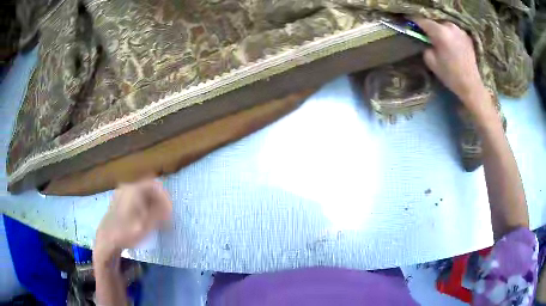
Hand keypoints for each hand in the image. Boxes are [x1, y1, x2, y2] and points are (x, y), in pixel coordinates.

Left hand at [94, 179, 171, 262]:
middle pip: (149, 188)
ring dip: (152, 204)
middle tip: (164, 217)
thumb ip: (159, 213)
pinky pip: (136, 199)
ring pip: (142, 194)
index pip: (155, 186)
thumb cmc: (126, 232)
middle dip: (159, 201)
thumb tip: (168, 206)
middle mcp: (127, 187)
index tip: (169, 212)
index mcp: (134, 190)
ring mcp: (122, 193)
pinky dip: (144, 206)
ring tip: (156, 219)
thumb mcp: (146, 225)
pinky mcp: (119, 200)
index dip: (165, 198)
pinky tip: (144, 219)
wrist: (106, 239)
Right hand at [412, 18, 494, 118]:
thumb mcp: (431, 61)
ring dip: (440, 30)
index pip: (422, 20)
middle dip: (429, 27)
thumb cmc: (450, 75)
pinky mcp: (466, 36)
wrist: (471, 85)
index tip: (408, 23)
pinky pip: (453, 30)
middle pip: (434, 21)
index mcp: (440, 32)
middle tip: (426, 35)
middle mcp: (450, 27)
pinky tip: (450, 43)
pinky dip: (449, 34)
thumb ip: (425, 46)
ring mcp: (460, 30)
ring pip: (444, 25)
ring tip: (439, 39)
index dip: (413, 21)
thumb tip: (425, 40)